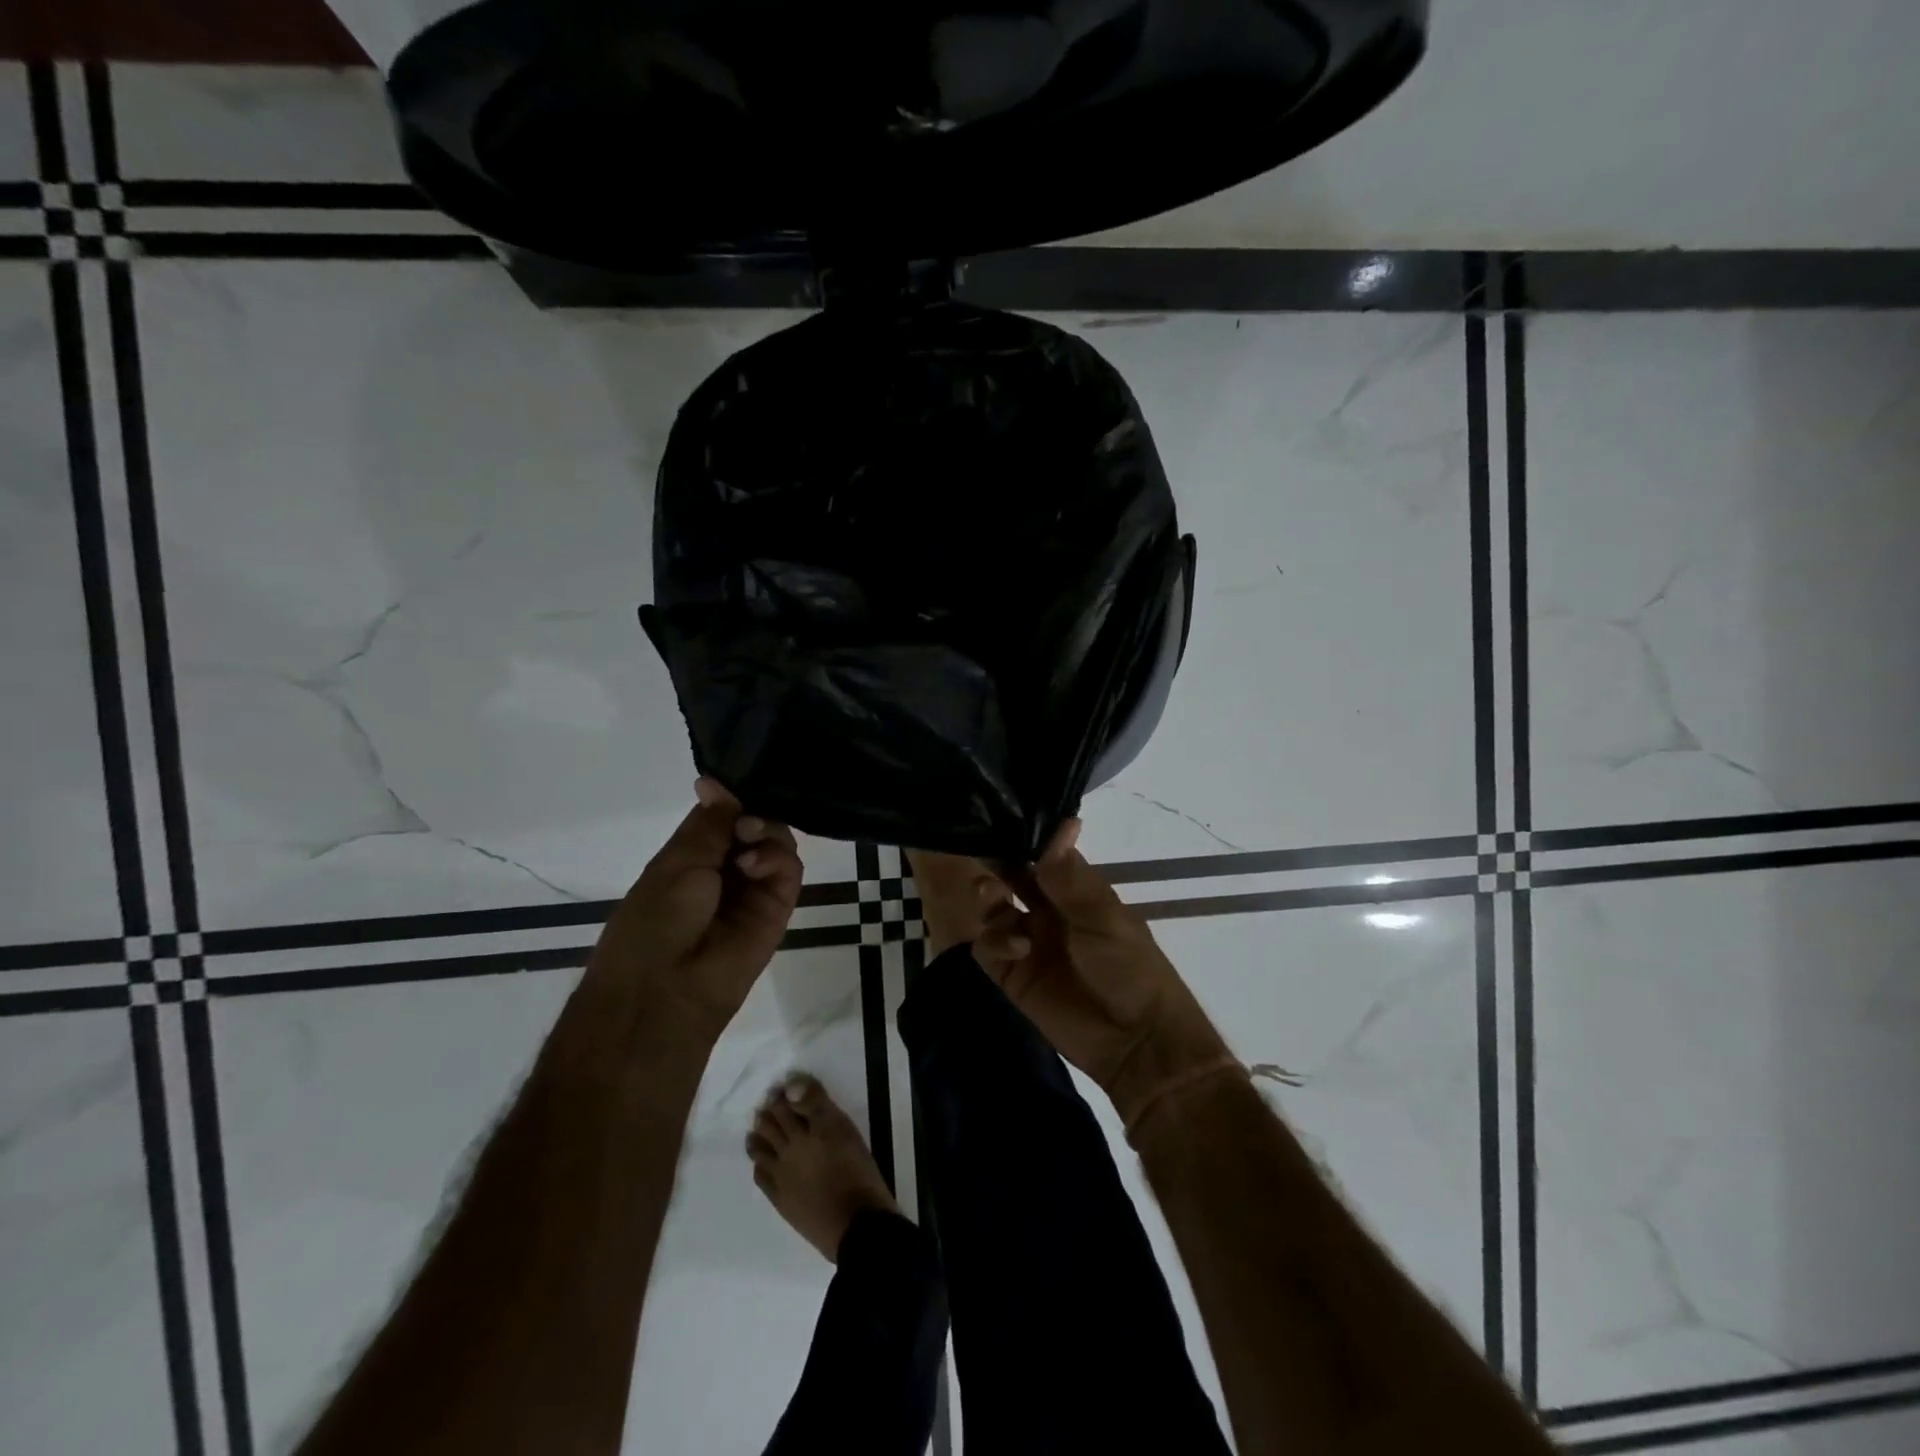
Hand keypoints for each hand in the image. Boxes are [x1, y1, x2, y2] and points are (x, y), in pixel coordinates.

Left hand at [589, 778, 802, 1032]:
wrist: (664, 989)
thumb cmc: (655, 920)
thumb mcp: (677, 860)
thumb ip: (710, 822)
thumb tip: (714, 780)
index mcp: (694, 857)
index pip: (726, 814)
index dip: (735, 798)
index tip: (741, 783)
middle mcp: (726, 869)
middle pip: (758, 825)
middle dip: (755, 813)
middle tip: (744, 823)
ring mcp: (754, 889)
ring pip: (779, 843)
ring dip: (768, 833)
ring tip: (747, 844)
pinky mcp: (778, 909)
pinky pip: (790, 872)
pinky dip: (778, 858)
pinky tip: (754, 864)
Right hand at [974, 821, 1239, 1133]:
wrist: (1136, 1040)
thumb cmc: (1129, 967)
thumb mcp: (1104, 917)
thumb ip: (1073, 878)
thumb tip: (1062, 823)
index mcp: (1074, 892)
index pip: (1041, 855)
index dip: (1023, 839)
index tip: (999, 819)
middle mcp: (1047, 911)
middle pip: (1010, 878)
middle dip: (996, 866)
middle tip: (983, 857)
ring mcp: (1028, 943)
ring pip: (993, 910)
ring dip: (989, 900)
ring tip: (995, 900)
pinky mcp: (1013, 976)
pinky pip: (988, 949)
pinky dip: (994, 942)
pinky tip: (1016, 947)